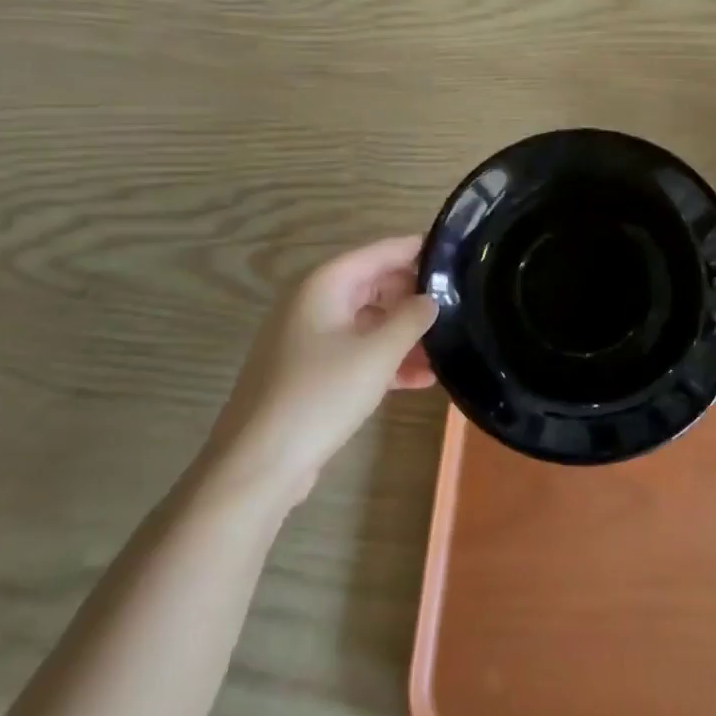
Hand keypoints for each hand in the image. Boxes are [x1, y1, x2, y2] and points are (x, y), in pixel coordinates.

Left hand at [207, 236, 437, 506]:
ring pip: (368, 322)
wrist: (257, 466)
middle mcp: (314, 302)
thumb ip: (411, 319)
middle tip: (459, 307)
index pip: (381, 252)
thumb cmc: (319, 396)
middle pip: (375, 285)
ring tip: (446, 350)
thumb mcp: (377, 355)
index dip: (418, 250)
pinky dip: (385, 360)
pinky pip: (356, 352)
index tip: (457, 254)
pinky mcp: (310, 372)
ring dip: (404, 334)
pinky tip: (421, 380)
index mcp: (325, 284)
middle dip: (414, 297)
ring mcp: (309, 338)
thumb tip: (431, 299)